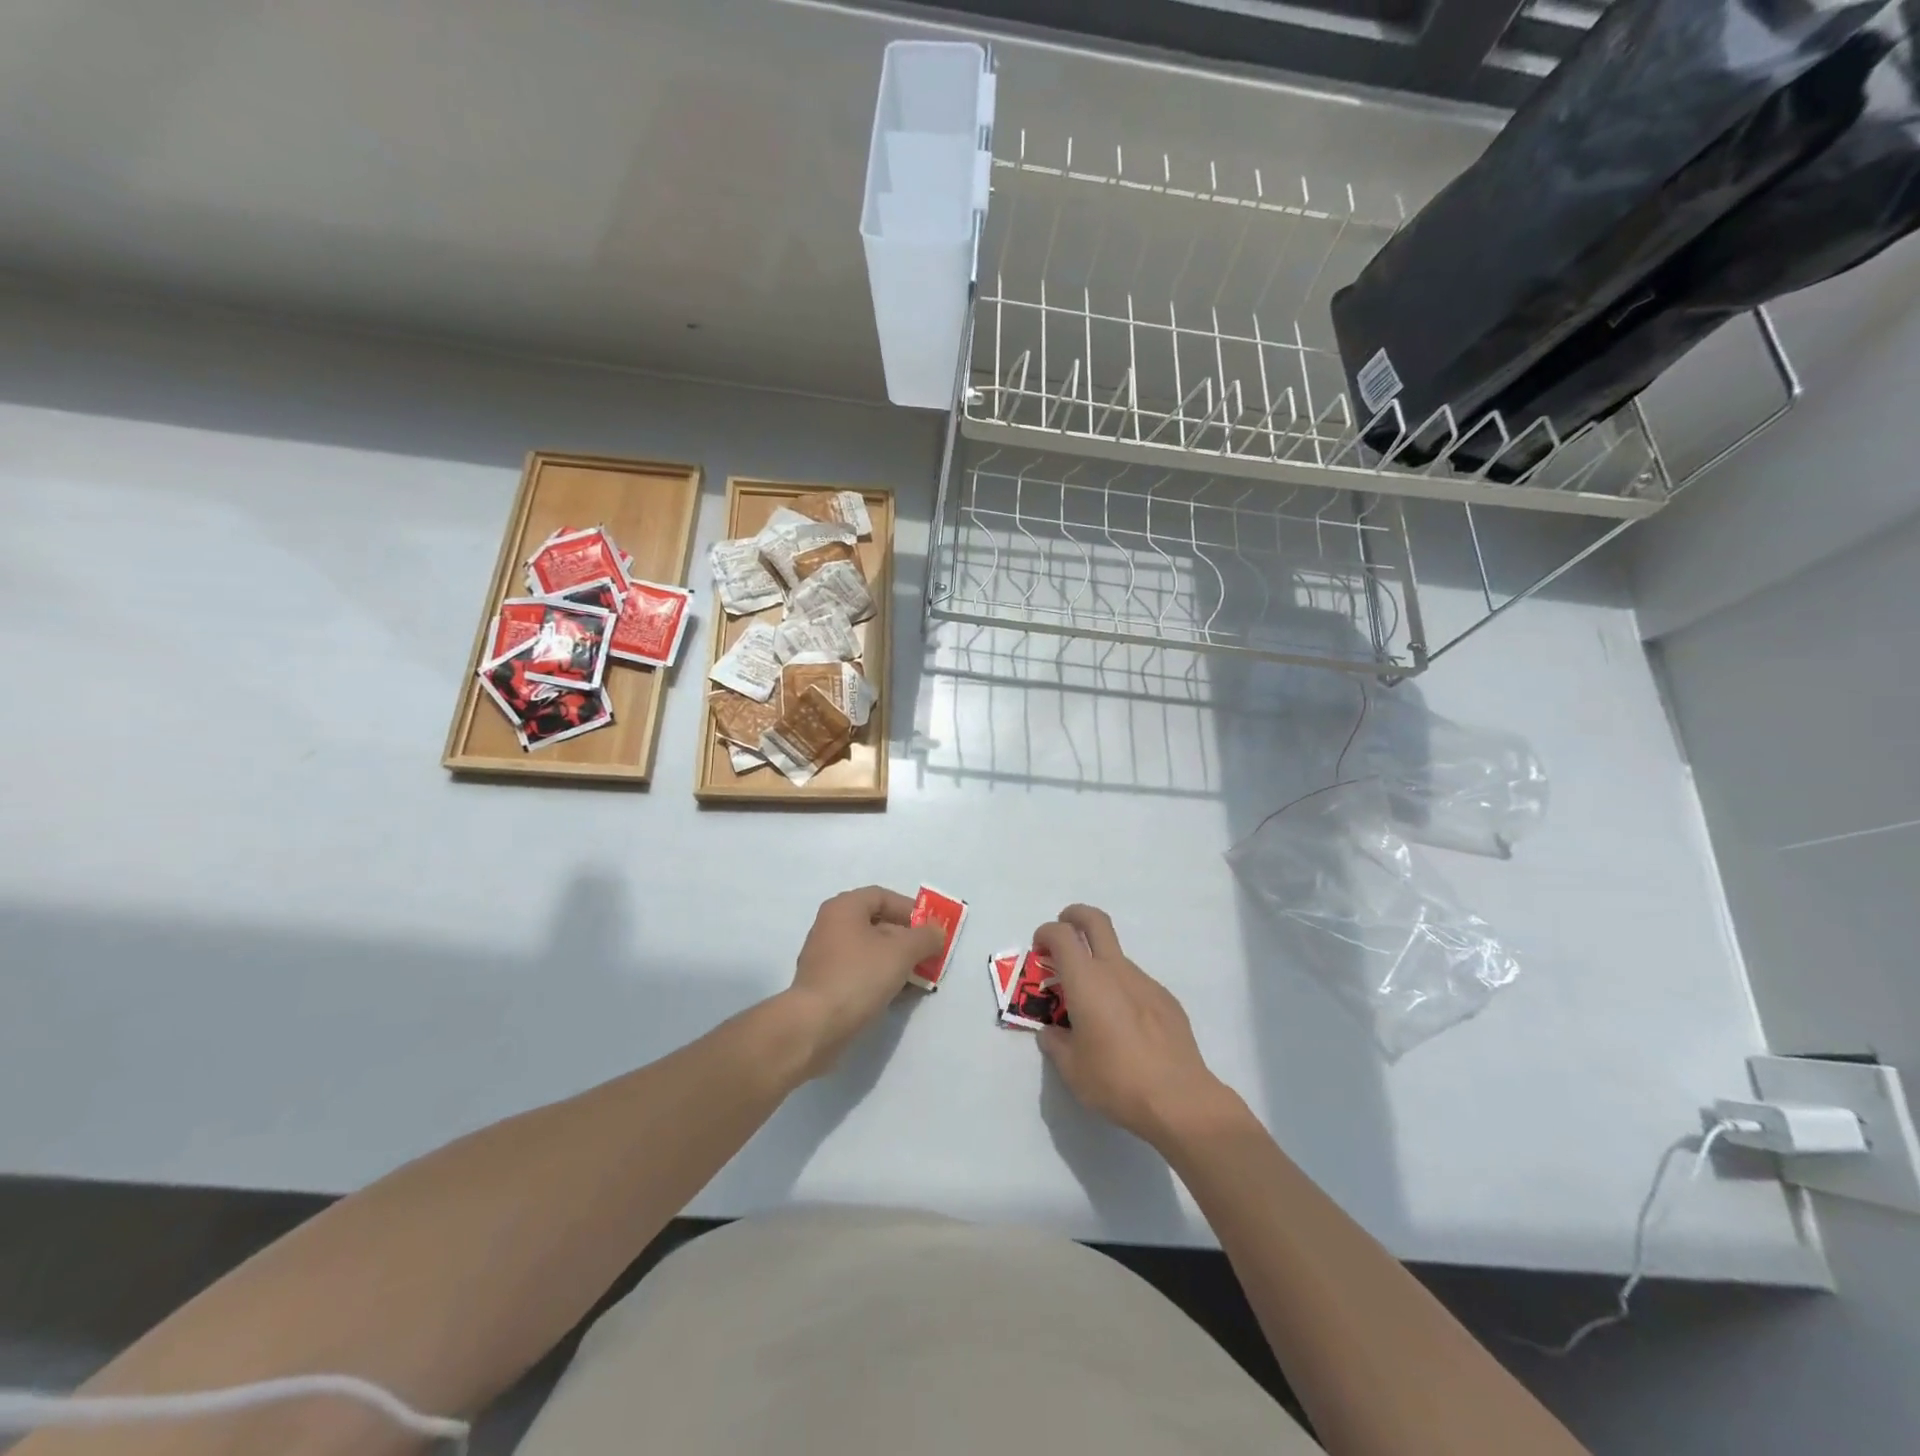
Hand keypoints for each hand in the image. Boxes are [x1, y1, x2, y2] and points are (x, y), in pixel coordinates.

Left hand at [784, 886, 944, 1076]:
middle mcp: (830, 926)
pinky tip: (898, 995)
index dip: (910, 909)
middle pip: (876, 924)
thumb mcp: (902, 952)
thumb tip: (937, 932)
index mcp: (843, 908)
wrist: (815, 1026)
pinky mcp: (824, 985)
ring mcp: (825, 957)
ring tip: (918, 979)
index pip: (882, 896)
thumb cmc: (859, 977)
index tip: (930, 929)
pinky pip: (859, 973)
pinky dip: (880, 979)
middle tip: (928, 956)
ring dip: (896, 962)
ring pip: (869, 951)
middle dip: (906, 939)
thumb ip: (925, 937)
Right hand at [1033, 905, 1231, 1146]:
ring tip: (1094, 1009)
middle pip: (1095, 921)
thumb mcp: (1071, 1069)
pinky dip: (1123, 992)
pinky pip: (1137, 984)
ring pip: (1116, 957)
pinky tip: (1126, 1029)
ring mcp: (1145, 982)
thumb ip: (1055, 1043)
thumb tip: (1051, 1032)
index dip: (1045, 934)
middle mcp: (1116, 971)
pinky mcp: (1166, 1000)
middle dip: (1075, 916)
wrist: (1179, 1099)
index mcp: (1086, 981)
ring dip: (1099, 966)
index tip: (1039, 950)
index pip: (1061, 935)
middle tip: (1063, 932)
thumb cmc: (1116, 1081)